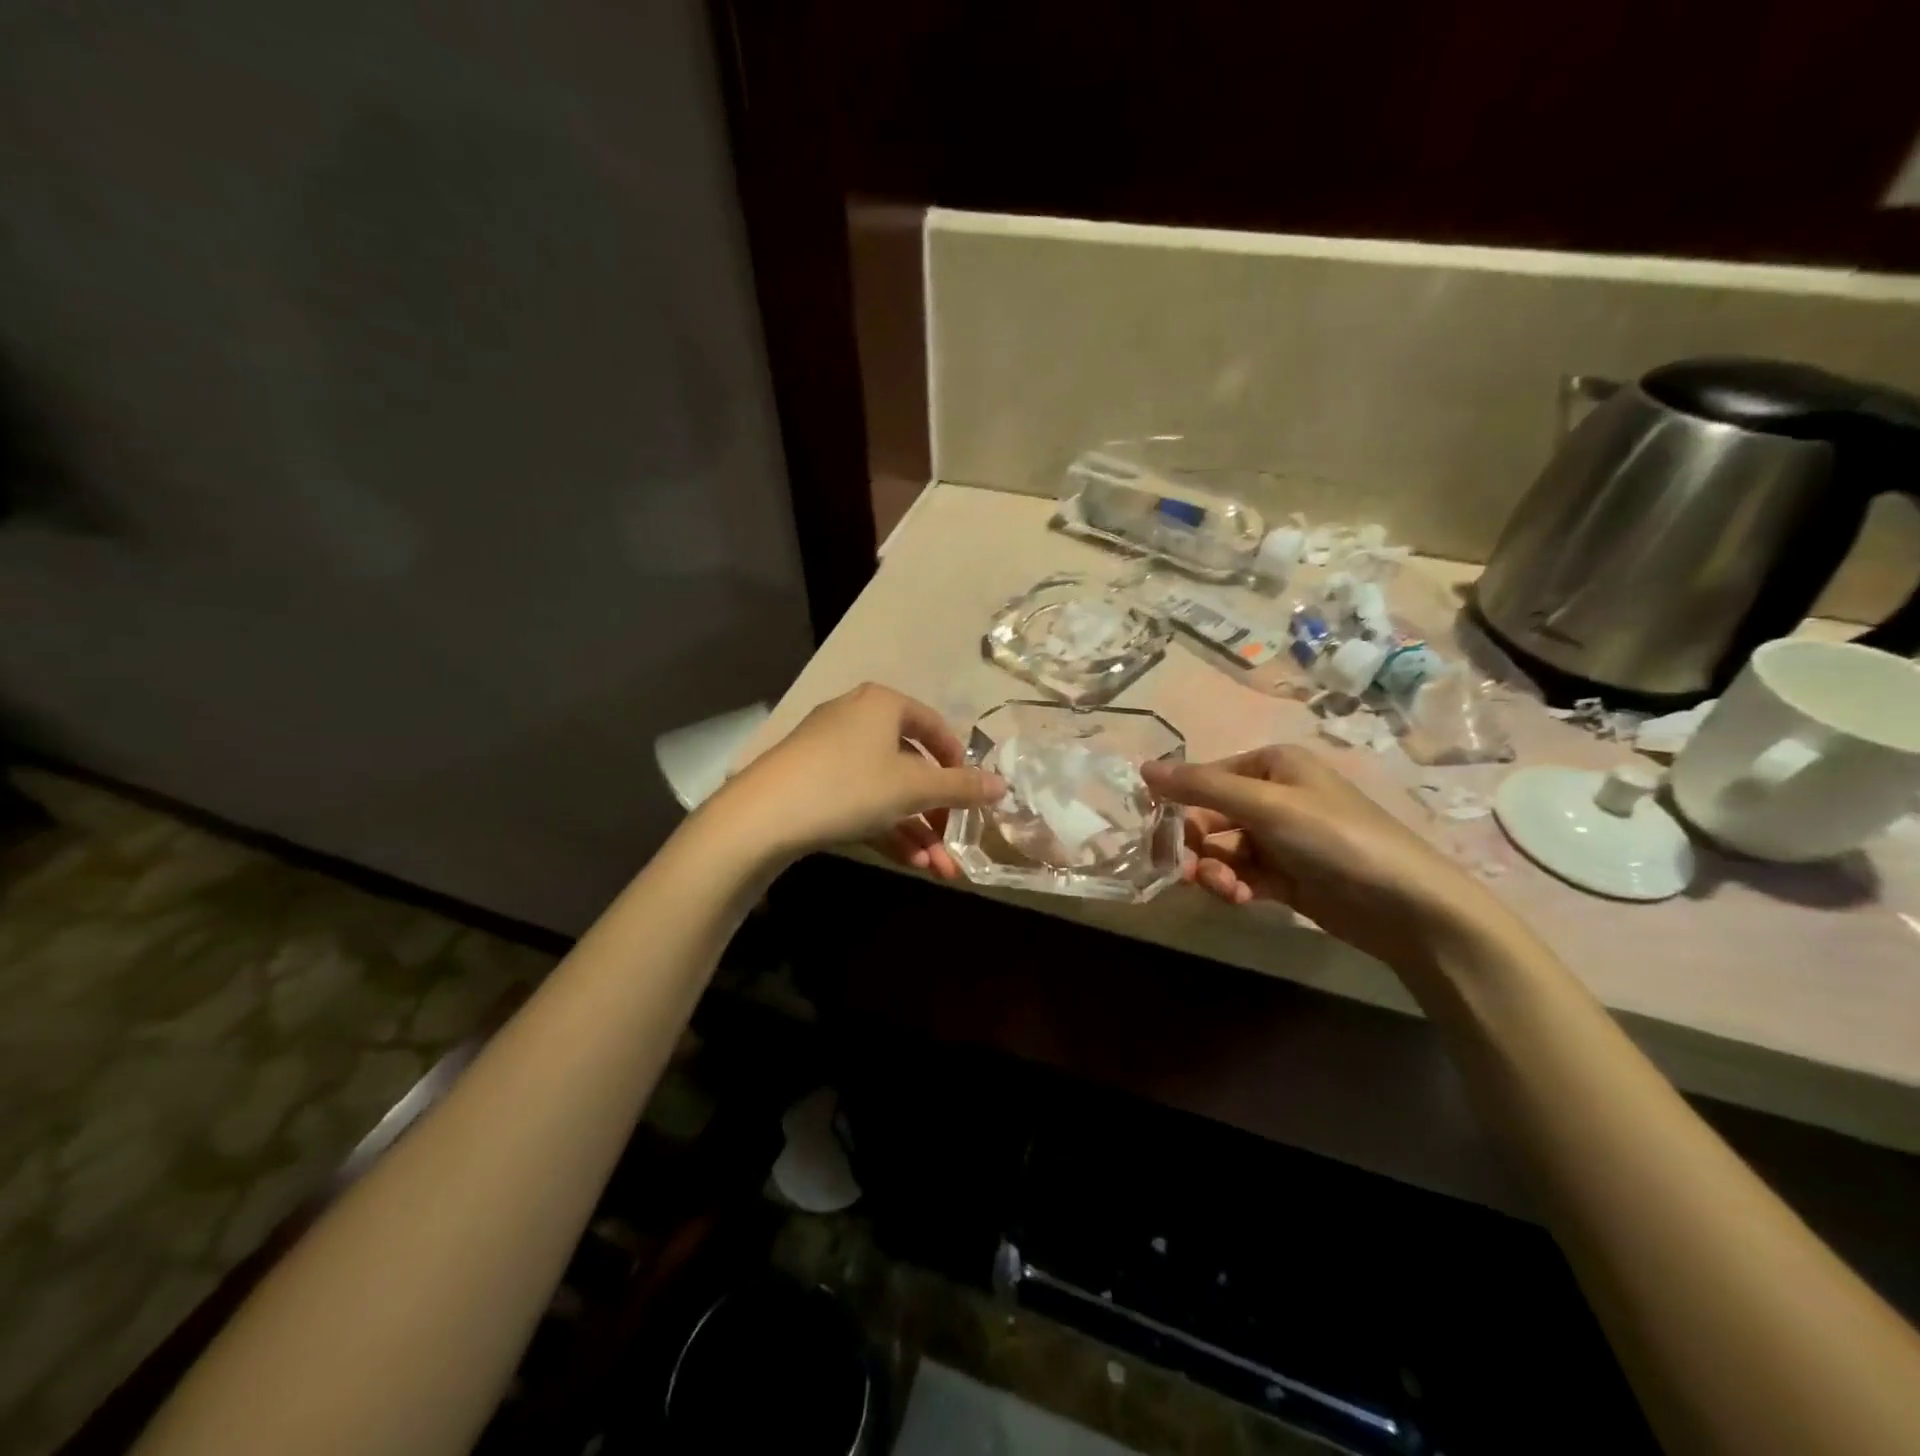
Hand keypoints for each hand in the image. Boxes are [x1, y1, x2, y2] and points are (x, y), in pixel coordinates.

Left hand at [713, 684, 1004, 876]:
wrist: (763, 815)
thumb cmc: (849, 786)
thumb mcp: (913, 788)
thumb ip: (961, 787)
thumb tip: (1004, 785)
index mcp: (883, 705)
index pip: (935, 726)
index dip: (959, 763)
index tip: (973, 796)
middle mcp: (858, 719)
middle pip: (912, 766)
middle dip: (938, 814)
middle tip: (956, 846)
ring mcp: (832, 751)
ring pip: (888, 791)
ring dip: (917, 831)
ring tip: (940, 870)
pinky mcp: (813, 782)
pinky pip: (862, 801)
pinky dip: (887, 829)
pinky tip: (910, 863)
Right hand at [1141, 746, 1515, 974]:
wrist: (1406, 906)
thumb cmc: (1334, 837)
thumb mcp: (1264, 805)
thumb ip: (1200, 787)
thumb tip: (1142, 769)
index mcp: (1271, 765)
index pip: (1206, 778)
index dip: (1177, 804)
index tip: (1153, 832)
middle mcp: (1274, 796)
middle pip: (1210, 817)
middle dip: (1196, 845)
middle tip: (1183, 870)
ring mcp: (1281, 839)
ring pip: (1223, 850)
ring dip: (1215, 870)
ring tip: (1225, 889)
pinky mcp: (1287, 877)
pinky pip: (1243, 875)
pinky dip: (1235, 886)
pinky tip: (1241, 899)